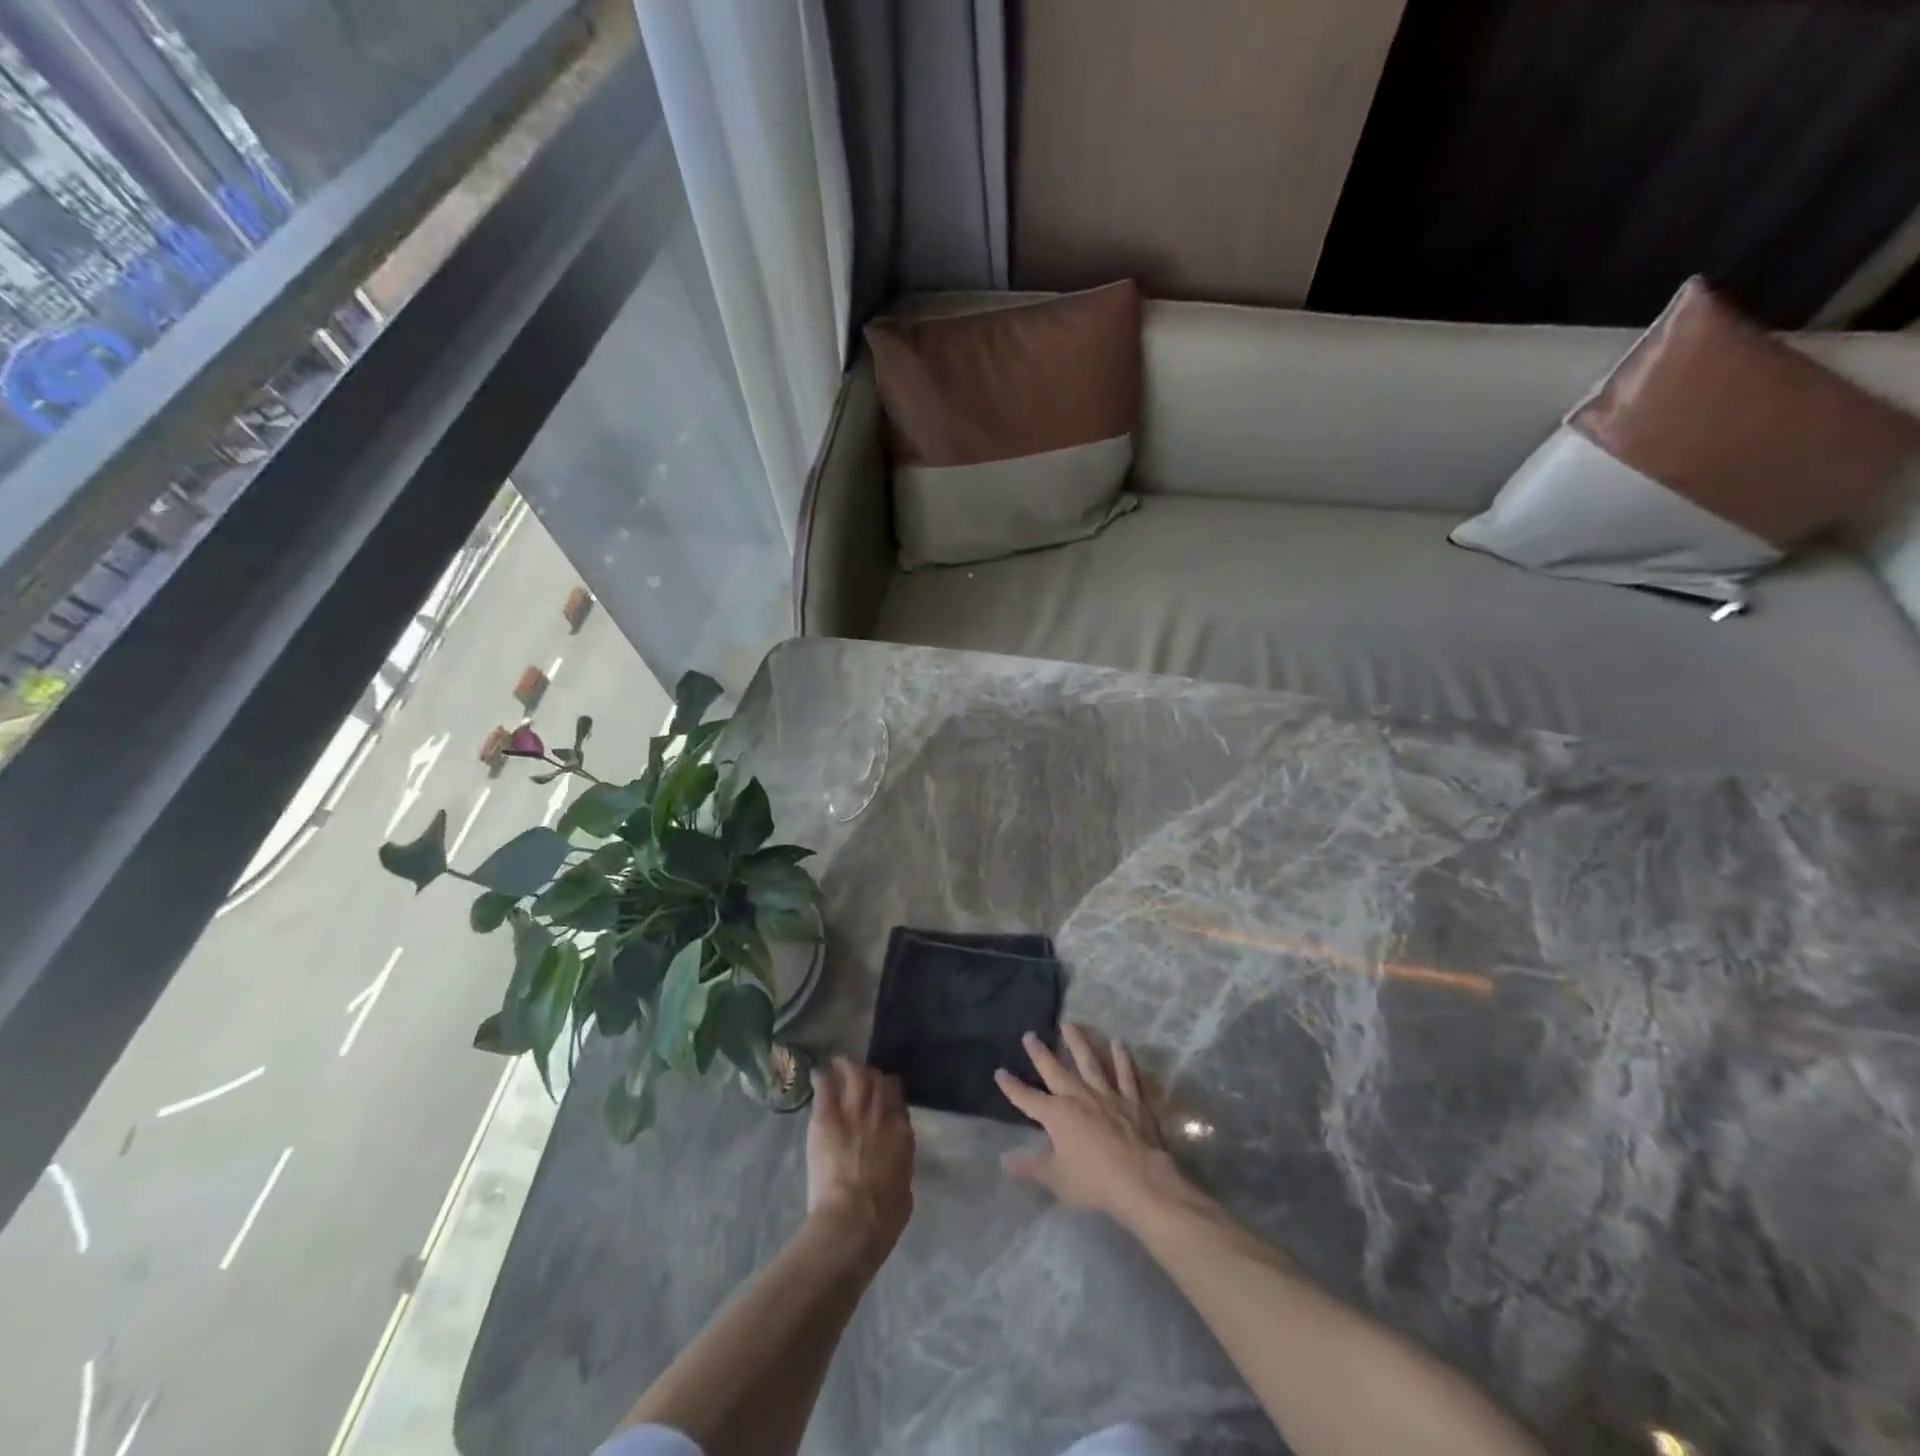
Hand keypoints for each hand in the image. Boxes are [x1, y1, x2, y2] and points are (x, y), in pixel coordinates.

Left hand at [806, 1057, 914, 1263]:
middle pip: (878, 1082)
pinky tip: (819, 1073)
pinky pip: (826, 1090)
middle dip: (872, 1075)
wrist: (853, 1220)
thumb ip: (900, 1165)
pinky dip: (824, 1079)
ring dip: (849, 1067)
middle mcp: (880, 1114)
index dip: (891, 1093)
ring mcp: (853, 1113)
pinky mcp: (827, 1119)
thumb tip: (895, 1161)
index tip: (885, 1094)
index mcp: (901, 1132)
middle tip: (863, 1074)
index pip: (898, 1099)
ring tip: (842, 1063)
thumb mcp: (904, 1188)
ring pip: (855, 1076)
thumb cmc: (884, 1216)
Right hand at [995, 1024, 1194, 1227]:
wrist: (1140, 1180)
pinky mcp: (1132, 1099)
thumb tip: (1003, 1159)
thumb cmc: (1094, 1181)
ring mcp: (1106, 1094)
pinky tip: (1118, 1042)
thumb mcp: (1055, 1178)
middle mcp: (1078, 1096)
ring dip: (1078, 1042)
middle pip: (1055, 1070)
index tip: (999, 1072)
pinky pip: (1126, 1073)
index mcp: (1057, 1114)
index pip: (1027, 1098)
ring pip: (1089, 1061)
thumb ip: (1029, 1167)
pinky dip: (1122, 1058)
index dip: (1012, 1086)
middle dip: (1040, 1053)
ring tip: (1069, 1024)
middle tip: (1030, 1035)